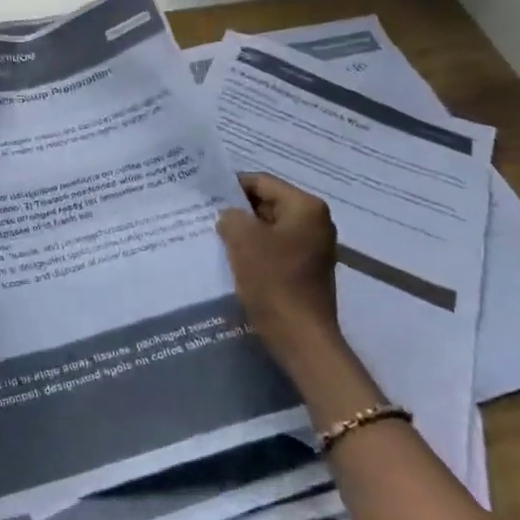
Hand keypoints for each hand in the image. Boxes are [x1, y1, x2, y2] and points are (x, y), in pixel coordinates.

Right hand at [217, 172, 339, 359]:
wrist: (300, 337)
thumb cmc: (273, 281)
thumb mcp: (242, 238)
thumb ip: (231, 216)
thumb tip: (230, 216)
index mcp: (306, 207)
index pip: (261, 182)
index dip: (231, 186)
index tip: (204, 195)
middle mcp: (315, 222)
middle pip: (267, 203)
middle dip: (237, 211)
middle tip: (205, 217)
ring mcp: (313, 248)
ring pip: (269, 228)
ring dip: (244, 233)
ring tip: (214, 238)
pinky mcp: (305, 270)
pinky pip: (274, 249)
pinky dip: (254, 251)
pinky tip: (232, 260)